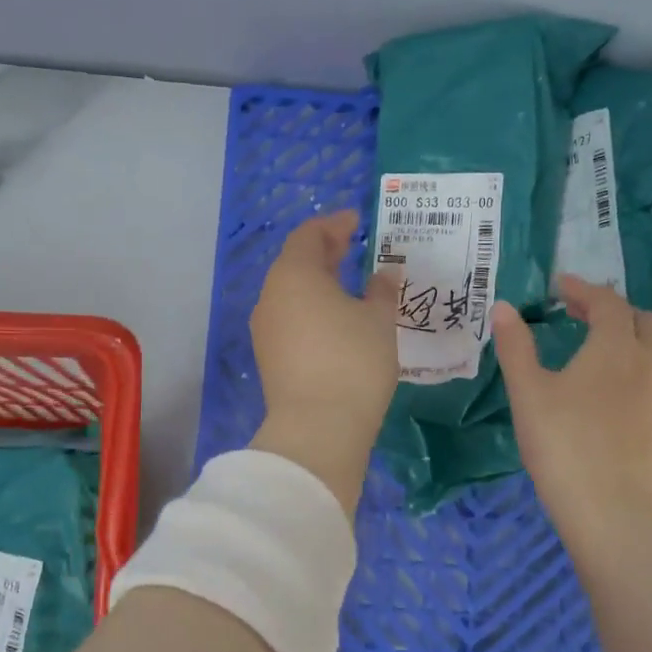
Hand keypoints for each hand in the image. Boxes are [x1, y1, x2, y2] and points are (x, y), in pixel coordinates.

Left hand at [249, 210, 398, 515]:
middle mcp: (272, 297)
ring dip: (317, 285)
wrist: (318, 429)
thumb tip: (384, 275)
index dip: (334, 225)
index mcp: (295, 275)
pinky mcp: (270, 359)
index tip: (356, 222)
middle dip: (324, 254)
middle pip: (295, 264)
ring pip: (291, 295)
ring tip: (347, 286)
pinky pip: (291, 321)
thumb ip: (382, 291)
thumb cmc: (353, 361)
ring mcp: (266, 330)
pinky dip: (311, 311)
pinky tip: (335, 322)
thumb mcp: (379, 321)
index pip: (309, 235)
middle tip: (351, 248)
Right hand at [492, 275, 651, 550]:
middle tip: (577, 311)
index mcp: (614, 345)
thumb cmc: (561, 442)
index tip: (558, 285)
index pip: (605, 302)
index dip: (582, 288)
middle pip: (638, 317)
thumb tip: (502, 307)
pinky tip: (613, 379)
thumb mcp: (528, 391)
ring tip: (598, 340)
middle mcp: (646, 359)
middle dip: (609, 307)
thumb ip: (515, 345)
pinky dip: (637, 357)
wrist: (607, 504)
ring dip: (629, 331)